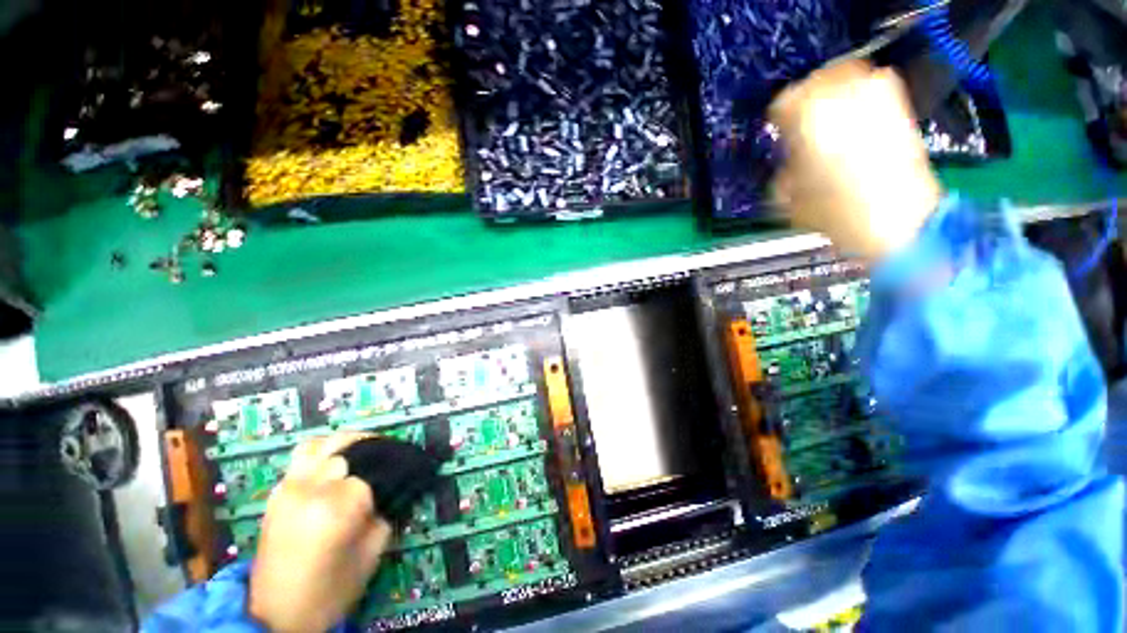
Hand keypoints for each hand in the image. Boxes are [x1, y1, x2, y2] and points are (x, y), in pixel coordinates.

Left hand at [249, 433, 391, 632]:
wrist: (278, 615)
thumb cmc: (333, 588)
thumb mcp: (373, 551)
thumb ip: (387, 511)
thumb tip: (397, 487)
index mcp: (338, 505)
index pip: (374, 470)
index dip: (389, 474)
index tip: (402, 476)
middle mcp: (311, 487)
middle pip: (349, 448)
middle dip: (371, 453)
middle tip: (385, 464)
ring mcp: (289, 486)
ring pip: (322, 443)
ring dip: (344, 444)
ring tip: (359, 454)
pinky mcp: (277, 492)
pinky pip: (301, 456)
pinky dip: (321, 451)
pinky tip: (333, 464)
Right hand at [769, 60, 942, 260]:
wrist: (897, 217)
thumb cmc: (833, 210)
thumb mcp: (787, 195)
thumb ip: (784, 166)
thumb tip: (789, 155)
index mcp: (807, 117)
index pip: (783, 100)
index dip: (778, 117)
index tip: (778, 130)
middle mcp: (841, 95)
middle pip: (814, 80)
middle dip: (805, 97)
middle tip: (801, 119)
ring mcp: (874, 94)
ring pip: (845, 73)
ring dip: (832, 90)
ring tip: (828, 114)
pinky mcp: (898, 103)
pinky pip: (872, 82)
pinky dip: (859, 94)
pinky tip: (855, 116)